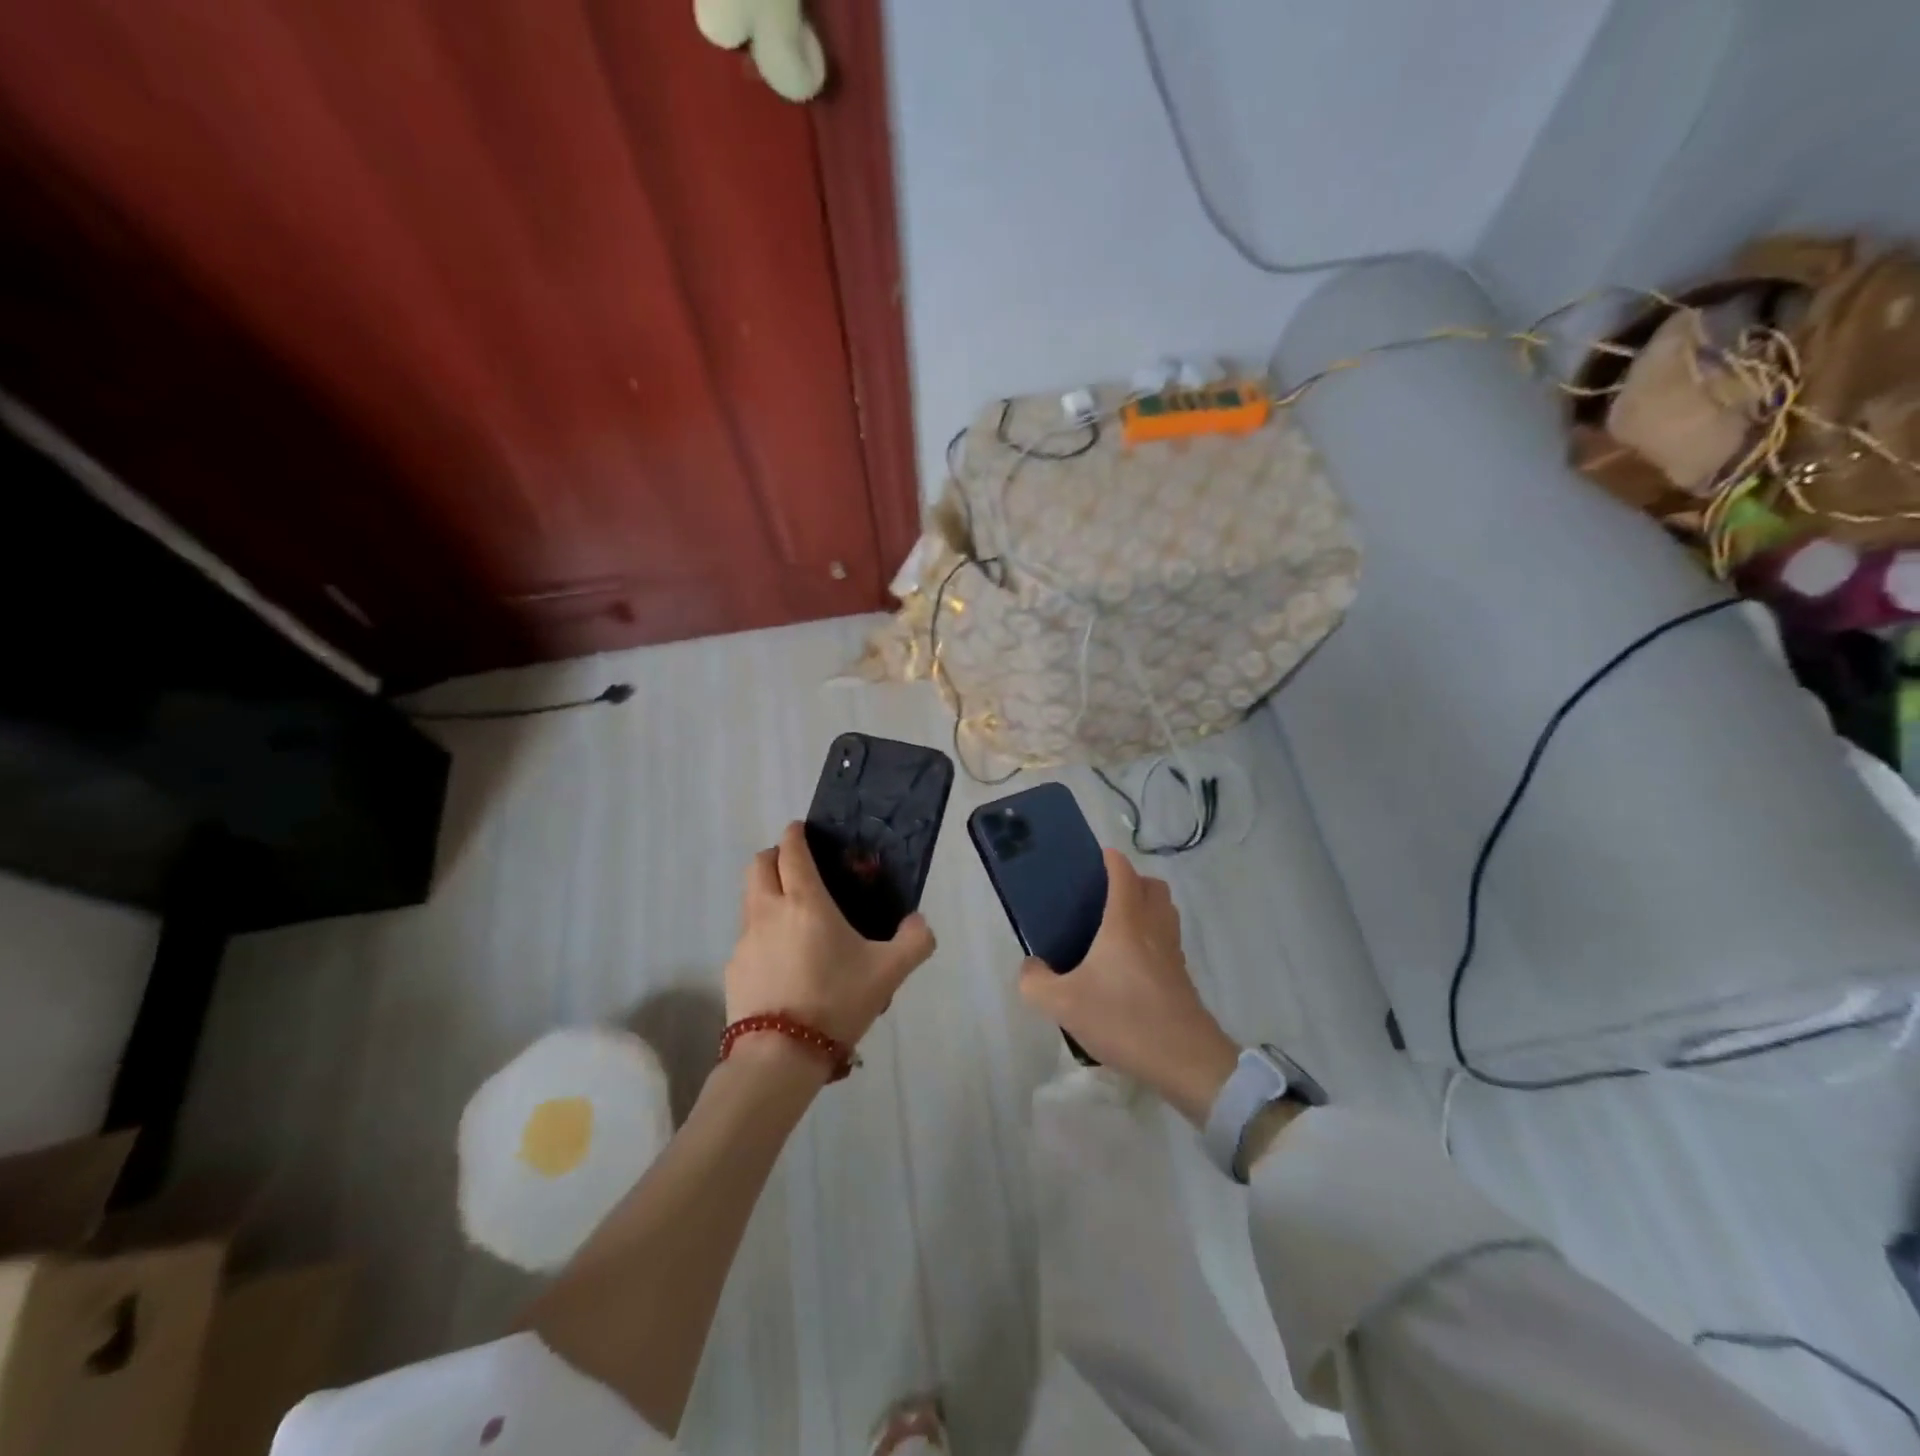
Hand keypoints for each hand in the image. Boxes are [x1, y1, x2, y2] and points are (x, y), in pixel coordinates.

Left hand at [725, 822, 936, 1052]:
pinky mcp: (733, 968)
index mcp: (805, 901)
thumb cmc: (836, 1001)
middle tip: (797, 866)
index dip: (795, 834)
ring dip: (766, 891)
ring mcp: (745, 940)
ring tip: (792, 914)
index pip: (791, 850)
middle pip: (759, 864)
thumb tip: (919, 922)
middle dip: (775, 855)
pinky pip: (746, 935)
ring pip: (749, 898)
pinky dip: (761, 932)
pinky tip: (782, 959)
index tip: (802, 830)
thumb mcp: (889, 972)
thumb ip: (914, 941)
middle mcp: (768, 910)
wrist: (780, 1056)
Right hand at [1017, 850, 1238, 1123]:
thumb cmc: (1123, 1019)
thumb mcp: (1063, 1004)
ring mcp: (1172, 952)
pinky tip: (1129, 965)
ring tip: (1115, 928)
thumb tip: (1030, 967)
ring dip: (1146, 908)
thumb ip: (1035, 982)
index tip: (1092, 860)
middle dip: (1132, 881)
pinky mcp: (1181, 977)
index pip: (1123, 873)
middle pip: (1153, 886)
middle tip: (1102, 897)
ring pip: (1165, 912)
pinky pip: (1168, 940)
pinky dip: (1152, 938)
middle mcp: (1153, 927)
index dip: (1109, 860)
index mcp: (1125, 921)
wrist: (1185, 1060)